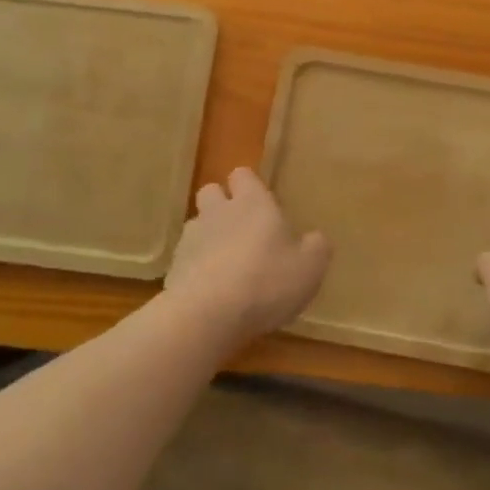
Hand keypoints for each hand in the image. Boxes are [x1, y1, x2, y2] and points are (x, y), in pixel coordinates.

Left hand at [164, 168, 330, 346]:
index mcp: (253, 203)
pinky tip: (210, 291)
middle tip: (242, 230)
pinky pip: (186, 259)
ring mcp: (191, 238)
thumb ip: (316, 247)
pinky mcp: (173, 268)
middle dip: (222, 204)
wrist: (207, 314)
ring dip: (208, 237)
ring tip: (226, 264)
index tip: (261, 203)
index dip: (249, 185)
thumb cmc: (267, 281)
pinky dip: (196, 268)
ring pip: (197, 225)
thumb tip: (315, 239)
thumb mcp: (310, 267)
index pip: (243, 175)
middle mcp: (218, 211)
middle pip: (211, 192)